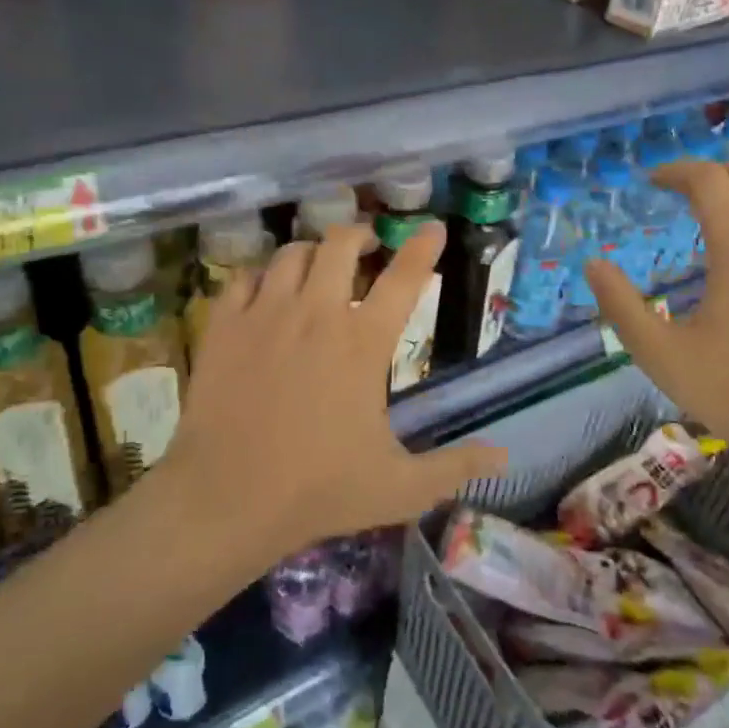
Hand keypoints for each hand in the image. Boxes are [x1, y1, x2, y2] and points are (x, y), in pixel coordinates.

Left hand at [160, 221, 504, 562]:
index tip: (434, 227)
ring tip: (318, 263)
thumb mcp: (401, 487)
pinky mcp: (223, 327)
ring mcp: (265, 315)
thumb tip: (505, 456)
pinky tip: (266, 289)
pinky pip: (242, 278)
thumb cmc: (319, 490)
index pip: (404, 278)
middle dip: (360, 235)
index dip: (423, 247)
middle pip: (340, 244)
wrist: (226, 500)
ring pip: (291, 253)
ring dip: (312, 251)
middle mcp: (316, 314)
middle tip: (368, 244)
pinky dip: (261, 274)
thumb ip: (456, 467)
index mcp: (363, 343)